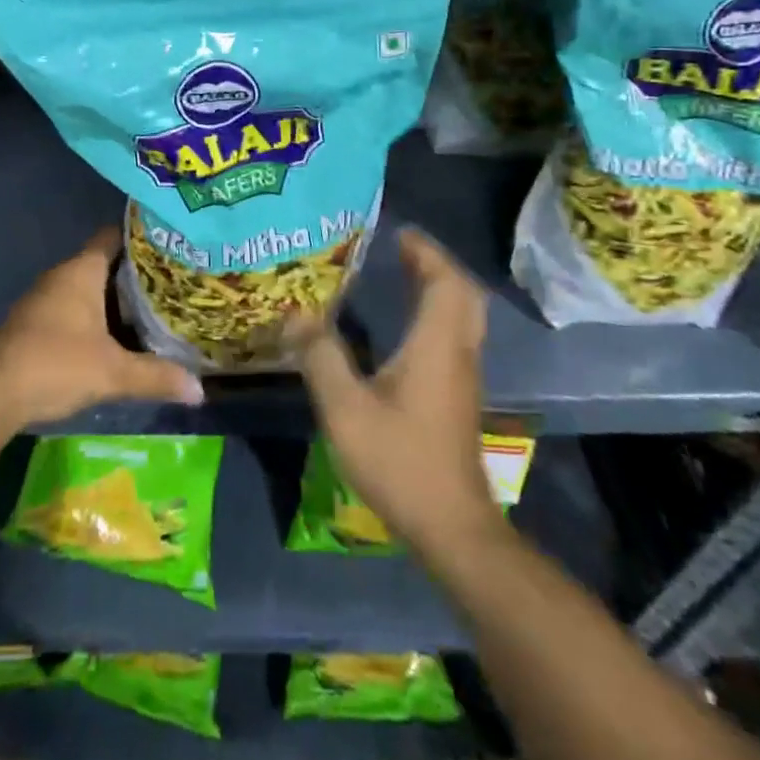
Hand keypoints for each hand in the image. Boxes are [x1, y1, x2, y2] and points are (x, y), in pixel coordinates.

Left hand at [0, 226, 203, 429]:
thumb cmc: (55, 364)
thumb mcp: (113, 373)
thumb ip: (156, 376)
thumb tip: (200, 389)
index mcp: (81, 271)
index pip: (114, 236)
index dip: (141, 236)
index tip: (170, 242)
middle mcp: (62, 277)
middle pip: (104, 263)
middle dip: (136, 273)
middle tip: (174, 281)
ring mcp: (45, 300)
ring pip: (88, 289)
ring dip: (115, 299)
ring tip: (154, 309)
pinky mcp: (34, 324)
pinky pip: (74, 309)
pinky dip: (96, 317)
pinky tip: (118, 337)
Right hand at [299, 229, 493, 555]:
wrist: (450, 526)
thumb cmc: (400, 460)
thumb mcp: (345, 408)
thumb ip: (319, 356)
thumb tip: (295, 313)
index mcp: (436, 345)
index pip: (445, 282)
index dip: (427, 252)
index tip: (401, 233)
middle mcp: (458, 353)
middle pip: (464, 294)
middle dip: (437, 265)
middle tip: (403, 251)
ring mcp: (463, 377)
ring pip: (464, 317)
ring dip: (440, 289)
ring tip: (404, 276)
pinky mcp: (458, 398)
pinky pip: (456, 336)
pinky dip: (439, 315)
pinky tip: (406, 328)